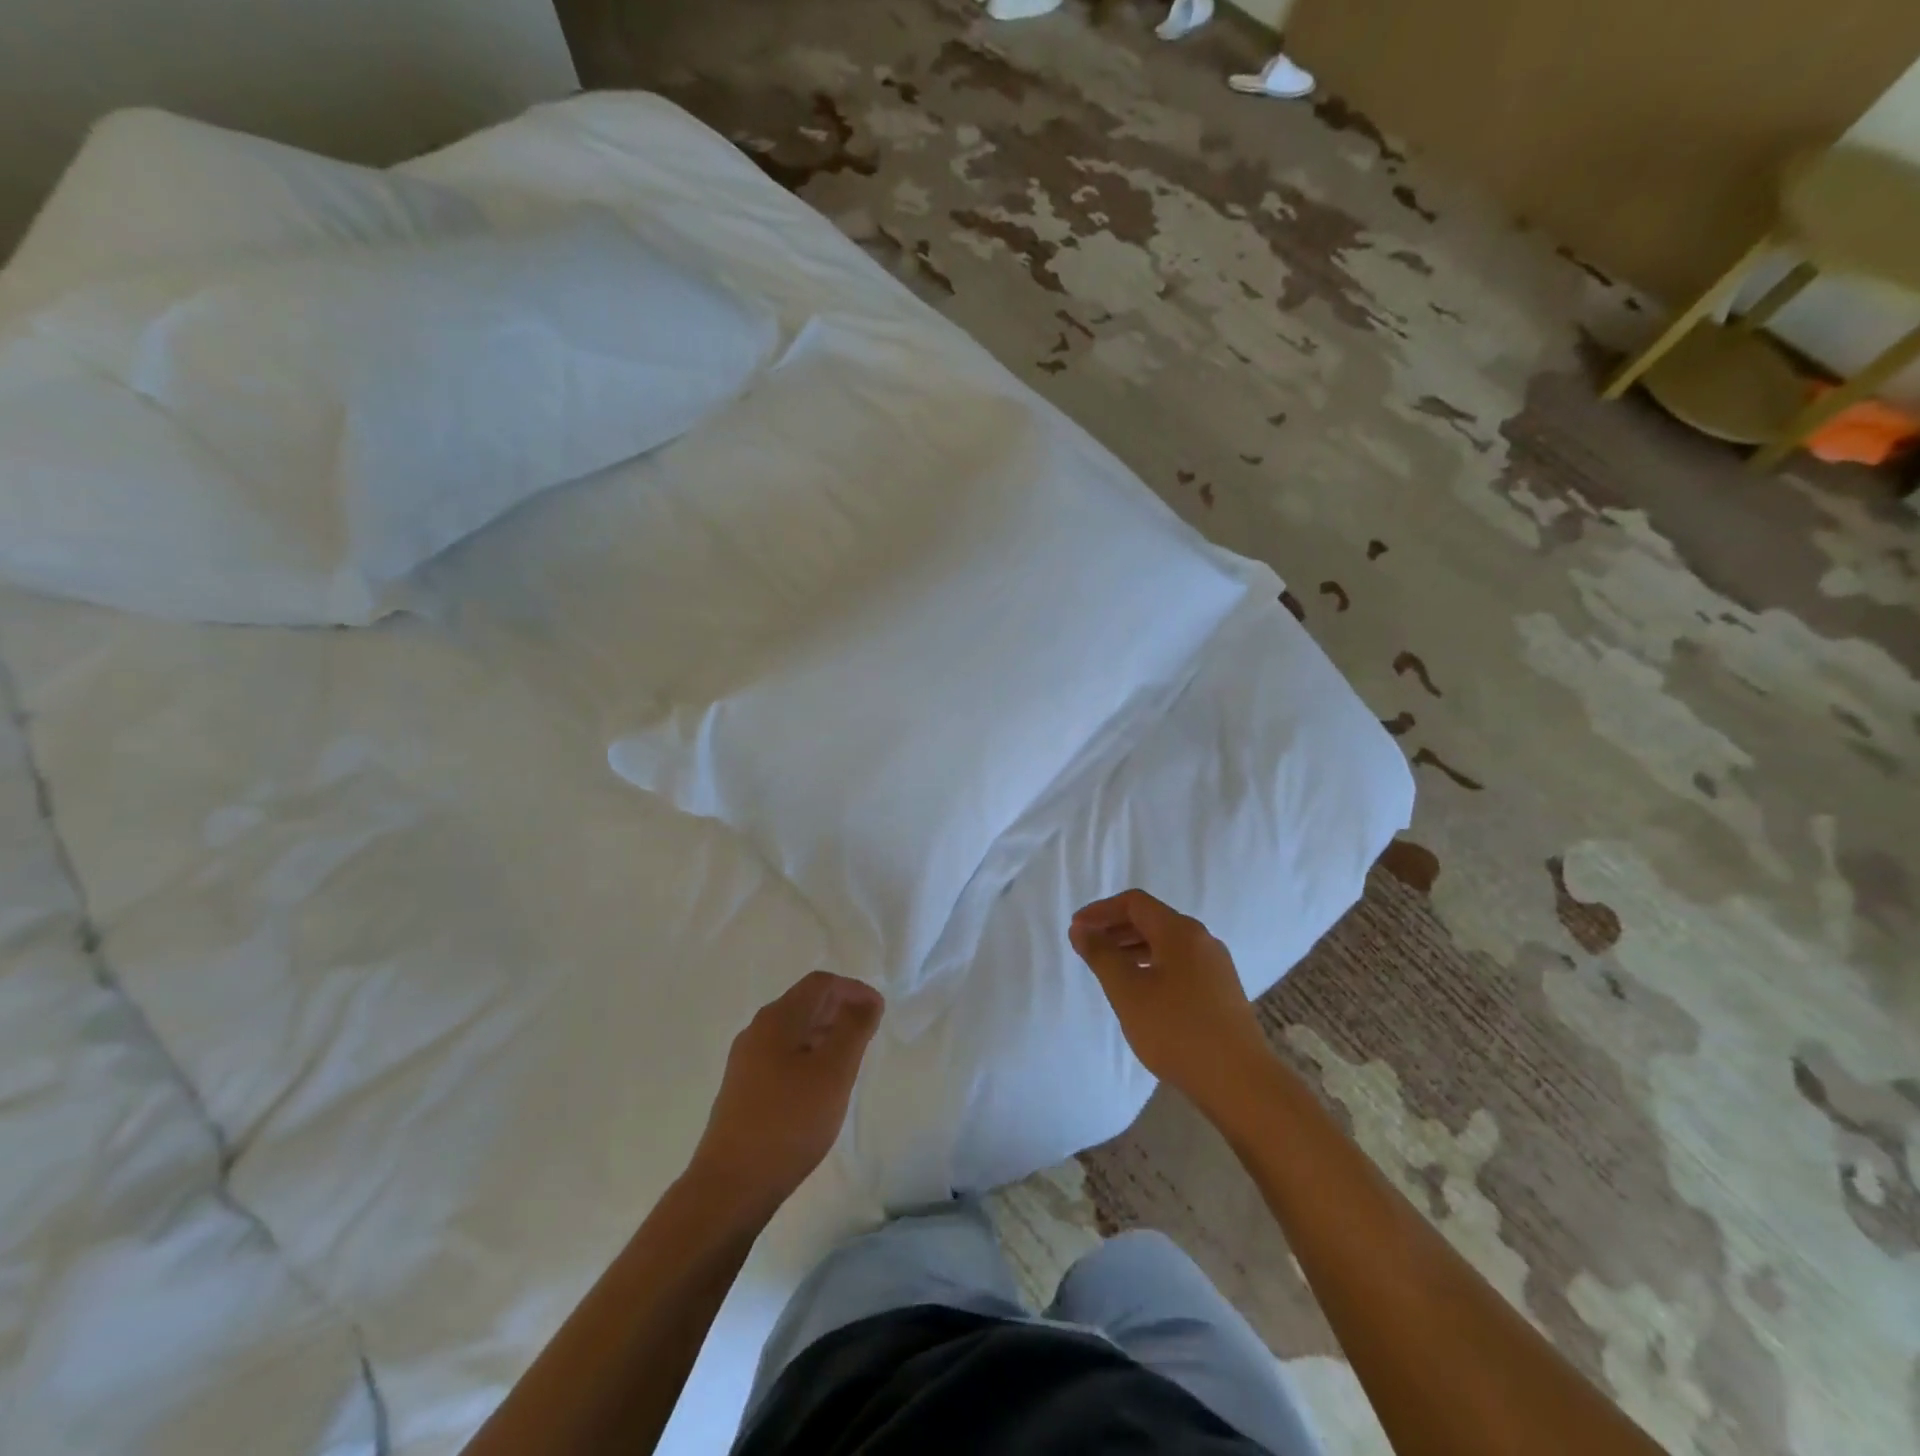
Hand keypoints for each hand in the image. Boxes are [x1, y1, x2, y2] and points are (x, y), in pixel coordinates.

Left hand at [688, 972, 884, 1223]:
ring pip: (794, 1031)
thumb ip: (854, 1029)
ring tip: (850, 1061)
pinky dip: (809, 1056)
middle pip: (805, 1003)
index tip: (879, 1013)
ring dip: (826, 1034)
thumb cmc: (789, 1122)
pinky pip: (783, 1056)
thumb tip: (867, 1000)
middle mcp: (757, 1031)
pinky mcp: (743, 1090)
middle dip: (841, 1010)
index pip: (821, 983)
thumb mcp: (833, 1072)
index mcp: (777, 1019)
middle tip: (869, 1035)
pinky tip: (820, 1087)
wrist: (730, 1187)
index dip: (854, 990)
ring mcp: (746, 1061)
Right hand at [1070, 890, 1272, 1114]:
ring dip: (1133, 947)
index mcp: (1179, 931)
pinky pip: (1180, 963)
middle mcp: (1201, 939)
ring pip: (1166, 943)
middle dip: (1116, 928)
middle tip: (1088, 947)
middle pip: (1152, 919)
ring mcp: (1216, 965)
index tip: (1077, 929)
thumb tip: (1081, 928)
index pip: (1135, 903)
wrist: (1239, 1081)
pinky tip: (1142, 991)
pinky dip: (1153, 964)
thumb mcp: (1127, 990)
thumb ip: (1101, 955)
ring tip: (1109, 969)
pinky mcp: (1222, 990)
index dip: (1101, 910)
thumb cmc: (1176, 1030)